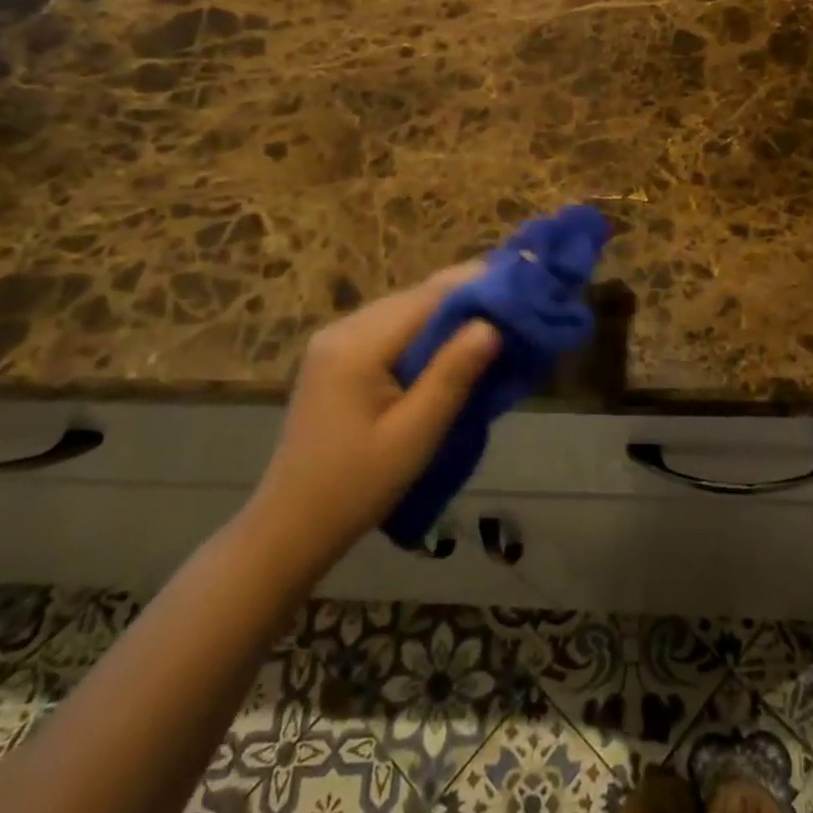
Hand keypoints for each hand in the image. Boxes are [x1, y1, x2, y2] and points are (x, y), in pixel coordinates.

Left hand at [246, 264, 501, 564]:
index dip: (477, 287)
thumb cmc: (357, 486)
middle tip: (515, 312)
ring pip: (404, 311)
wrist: (291, 525)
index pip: (429, 296)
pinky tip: (450, 349)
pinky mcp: (335, 357)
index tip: (521, 287)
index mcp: (357, 345)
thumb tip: (492, 324)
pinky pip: (389, 329)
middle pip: (416, 298)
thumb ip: (453, 375)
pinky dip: (424, 333)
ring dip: (446, 316)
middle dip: (466, 300)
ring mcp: (334, 341)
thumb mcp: (414, 435)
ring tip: (493, 327)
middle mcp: (342, 329)